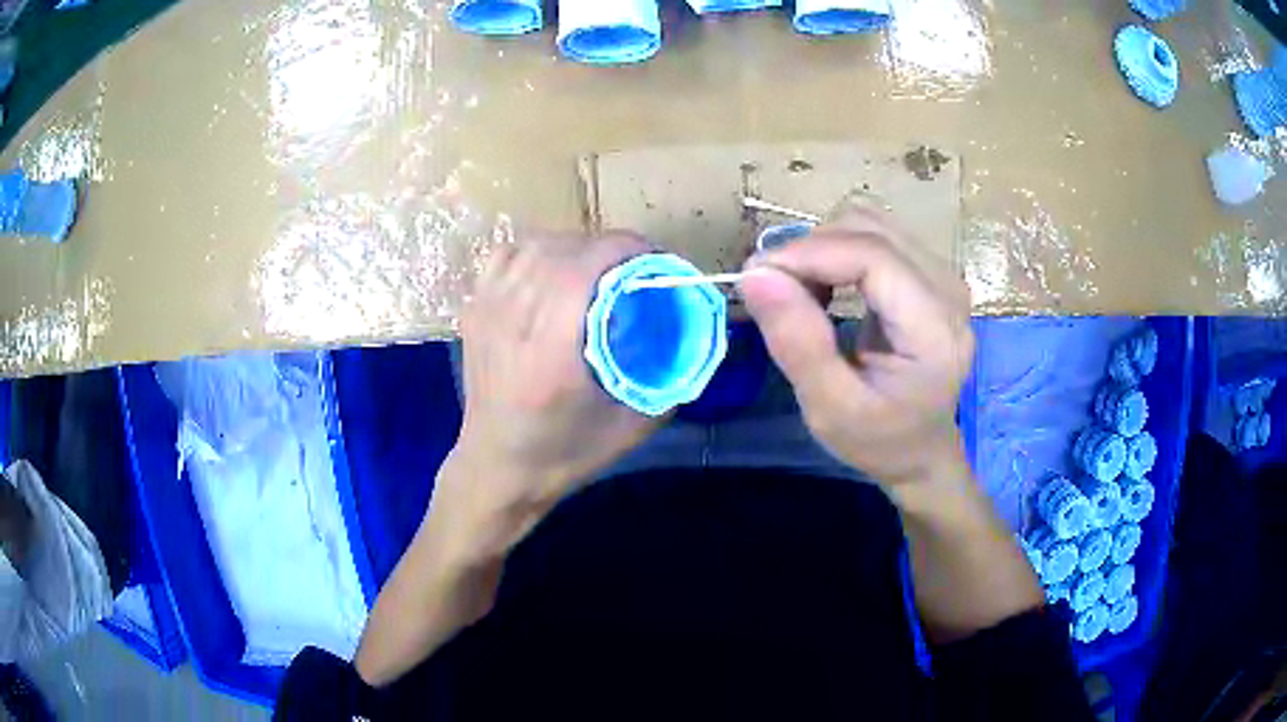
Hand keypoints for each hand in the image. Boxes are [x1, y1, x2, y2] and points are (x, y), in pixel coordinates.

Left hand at [441, 231, 661, 556]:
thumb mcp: (632, 426)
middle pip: (563, 250)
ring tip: (598, 266)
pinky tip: (553, 269)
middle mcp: (513, 319)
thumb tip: (695, 332)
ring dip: (574, 245)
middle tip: (635, 266)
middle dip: (607, 247)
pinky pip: (506, 255)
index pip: (585, 266)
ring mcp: (486, 310)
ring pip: (535, 246)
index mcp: (552, 349)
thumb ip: (669, 377)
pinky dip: (536, 250)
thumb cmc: (565, 453)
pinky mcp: (473, 309)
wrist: (498, 467)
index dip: (625, 248)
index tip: (654, 259)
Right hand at [739, 205, 973, 486]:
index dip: (809, 254)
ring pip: (869, 224)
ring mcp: (943, 276)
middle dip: (810, 250)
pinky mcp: (930, 273)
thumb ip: (797, 343)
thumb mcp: (829, 409)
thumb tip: (755, 275)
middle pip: (870, 230)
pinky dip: (836, 252)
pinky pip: (874, 237)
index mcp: (935, 330)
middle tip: (773, 292)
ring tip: (799, 294)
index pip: (873, 256)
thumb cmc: (878, 439)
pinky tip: (824, 288)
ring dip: (821, 249)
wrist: (920, 450)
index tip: (755, 276)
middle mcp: (948, 289)